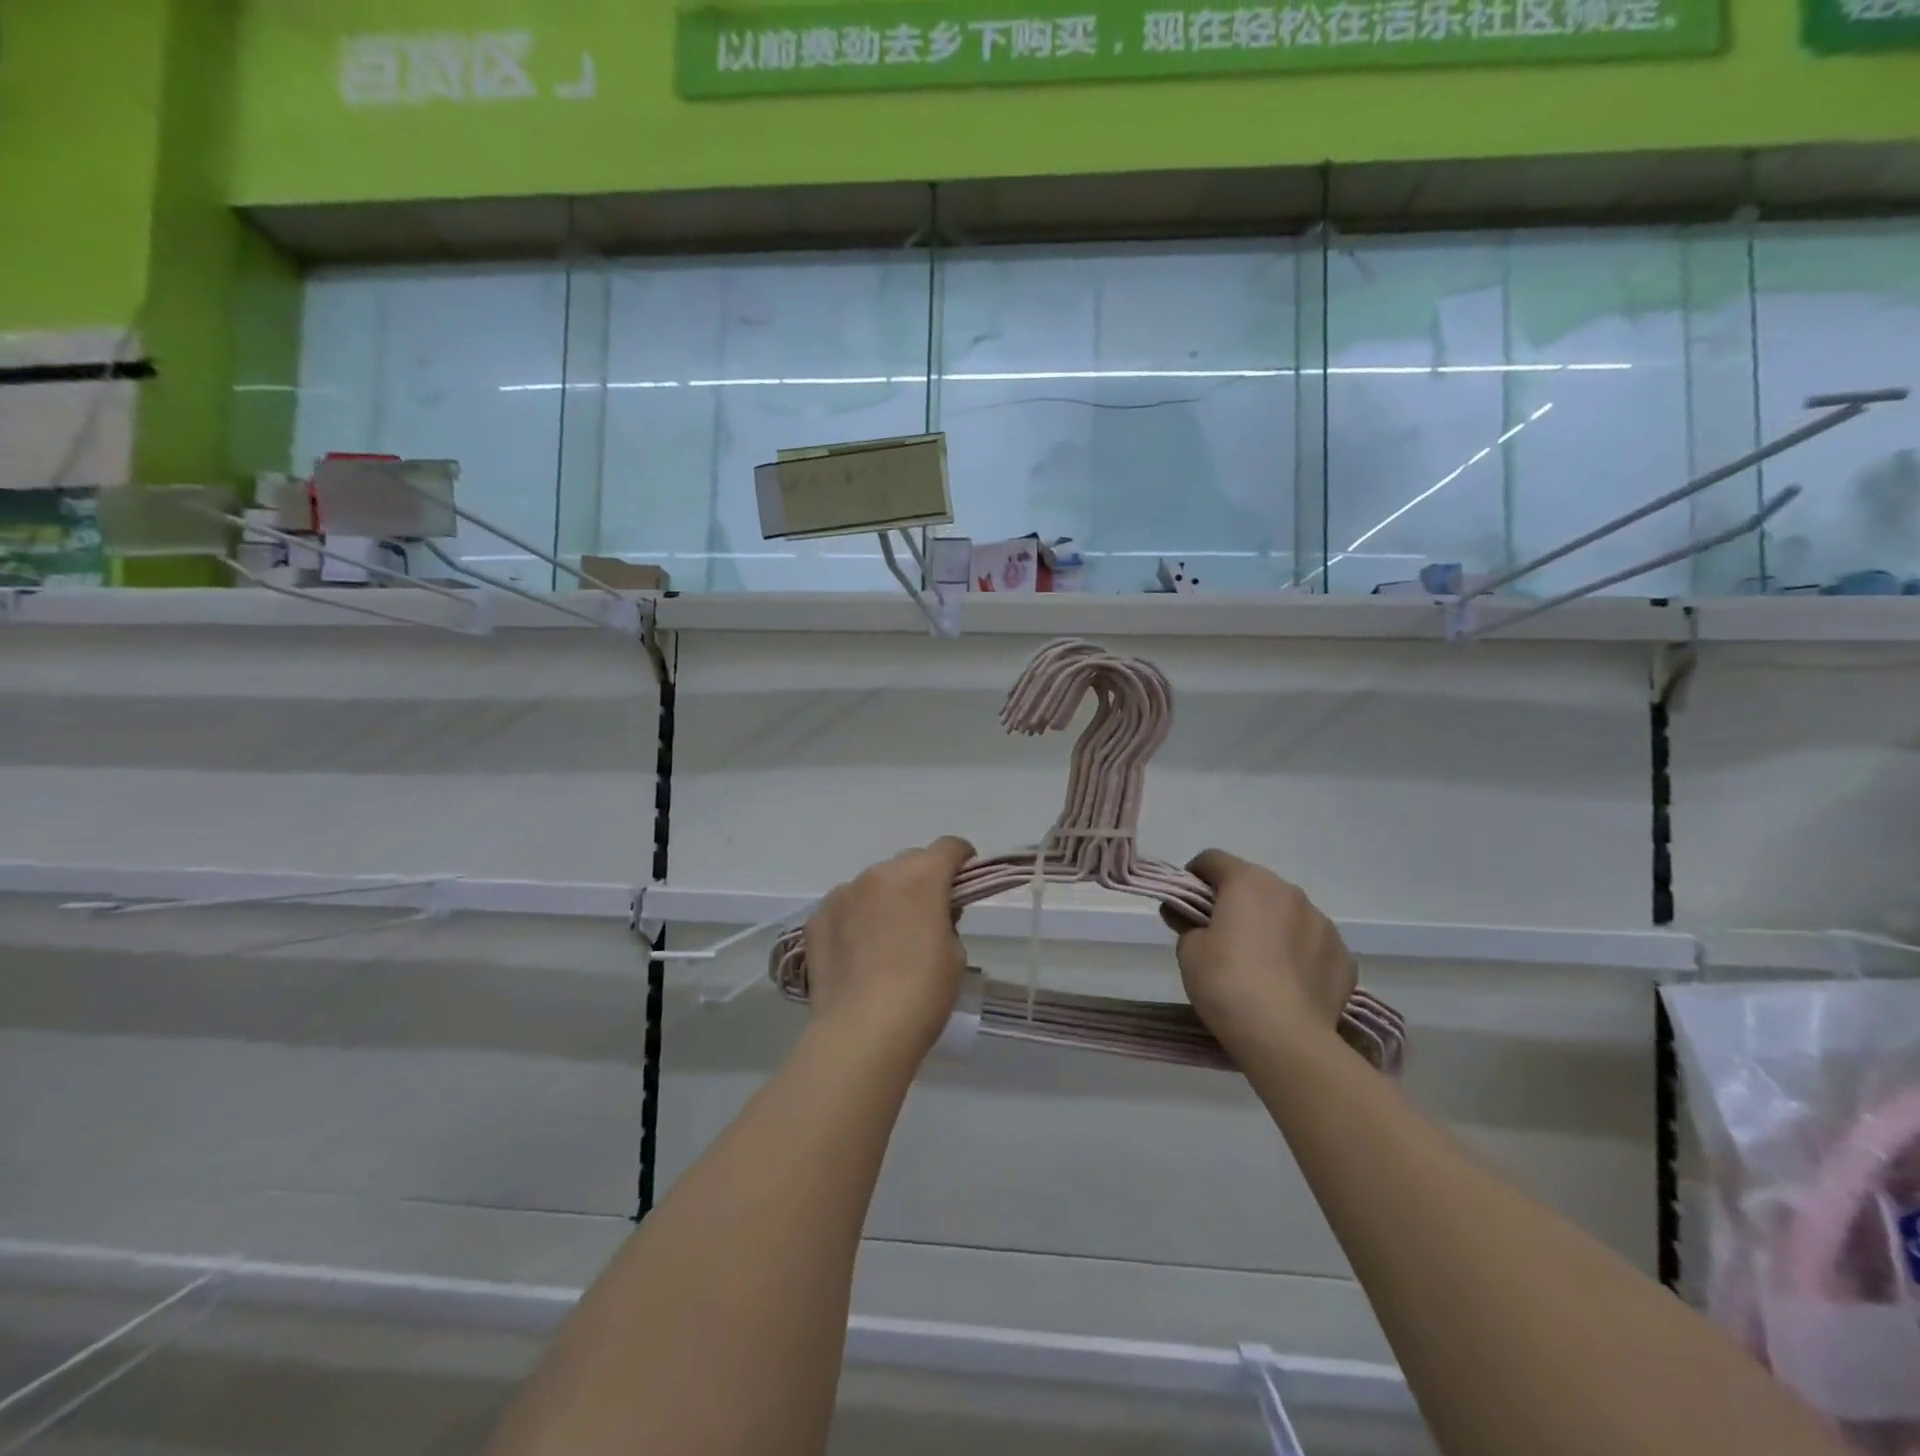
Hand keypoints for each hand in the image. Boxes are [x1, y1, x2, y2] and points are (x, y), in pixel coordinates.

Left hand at [801, 836, 975, 1055]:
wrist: (862, 1031)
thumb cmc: (922, 992)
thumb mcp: (955, 954)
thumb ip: (947, 920)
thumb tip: (934, 912)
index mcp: (921, 877)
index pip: (948, 847)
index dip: (962, 860)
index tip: (964, 880)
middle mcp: (879, 874)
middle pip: (909, 862)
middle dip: (922, 880)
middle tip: (927, 915)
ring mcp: (843, 893)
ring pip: (874, 883)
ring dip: (886, 898)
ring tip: (887, 937)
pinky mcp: (817, 918)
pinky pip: (845, 906)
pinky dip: (856, 918)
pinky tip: (858, 951)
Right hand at [1164, 850, 1355, 1048]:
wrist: (1284, 1037)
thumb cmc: (1226, 982)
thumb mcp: (1188, 950)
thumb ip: (1188, 925)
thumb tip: (1190, 919)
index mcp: (1248, 881)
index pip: (1212, 860)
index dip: (1194, 877)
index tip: (1185, 904)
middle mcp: (1289, 892)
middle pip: (1253, 885)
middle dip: (1235, 903)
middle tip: (1218, 936)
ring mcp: (1323, 923)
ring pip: (1287, 914)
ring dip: (1270, 926)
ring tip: (1257, 965)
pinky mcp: (1344, 957)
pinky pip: (1312, 945)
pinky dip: (1298, 954)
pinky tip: (1286, 984)